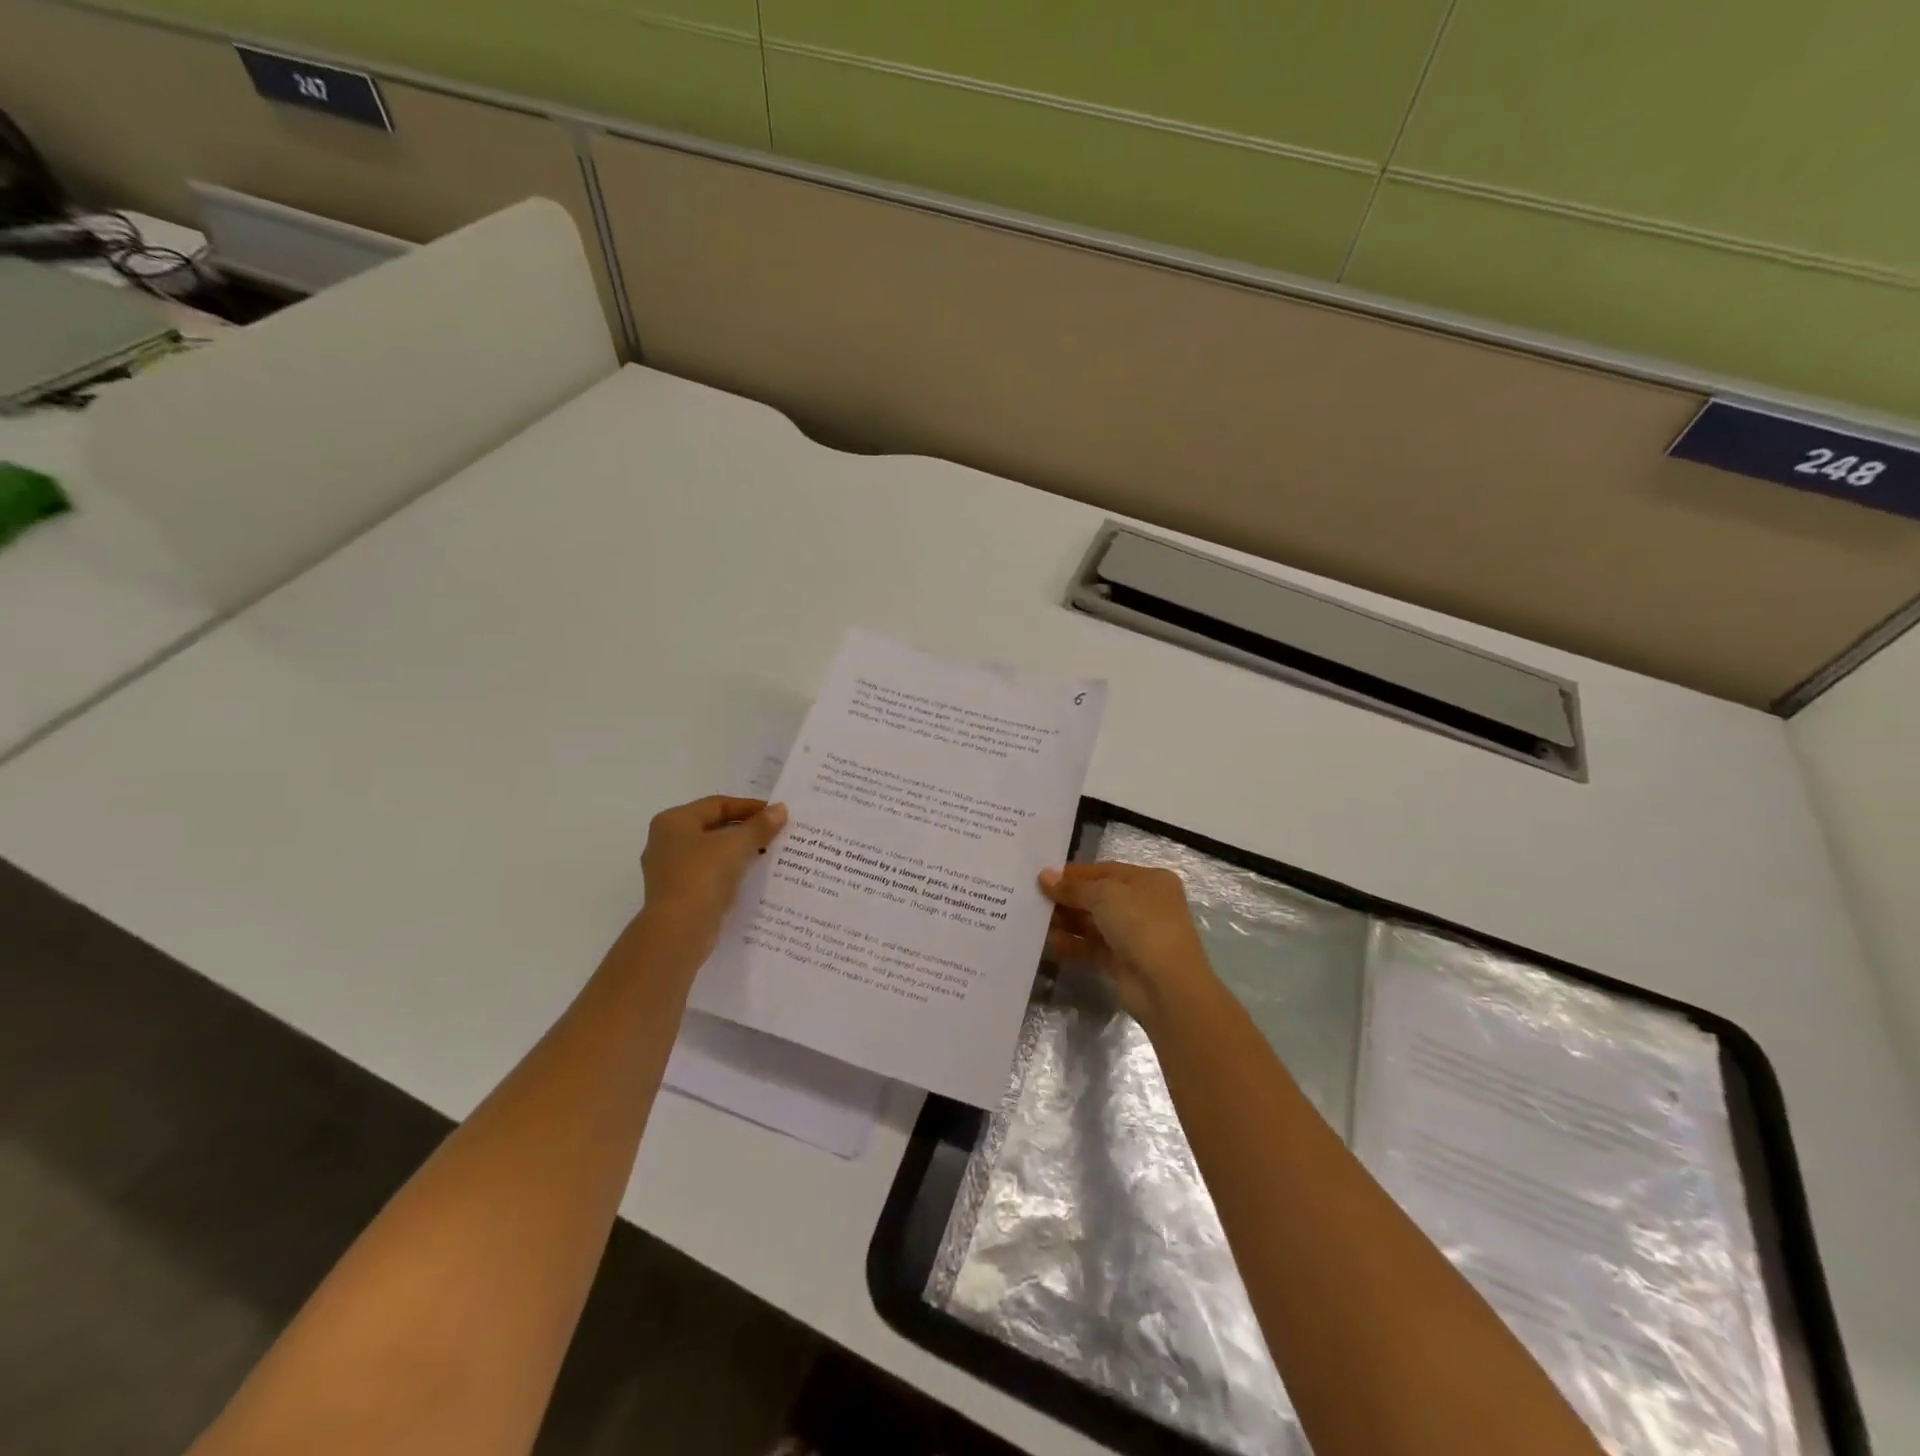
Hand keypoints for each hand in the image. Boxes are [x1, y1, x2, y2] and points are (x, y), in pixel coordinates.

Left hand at [635, 796, 786, 970]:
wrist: (678, 931)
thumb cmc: (703, 876)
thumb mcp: (737, 845)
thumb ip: (760, 825)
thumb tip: (780, 809)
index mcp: (673, 821)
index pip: (718, 804)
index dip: (750, 807)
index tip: (777, 815)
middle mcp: (665, 841)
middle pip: (714, 827)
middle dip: (745, 830)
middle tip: (775, 834)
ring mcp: (669, 870)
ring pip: (712, 853)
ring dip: (739, 852)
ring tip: (769, 854)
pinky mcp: (677, 894)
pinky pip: (709, 875)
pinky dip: (729, 872)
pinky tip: (751, 877)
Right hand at [1038, 862, 1215, 1028]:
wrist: (1166, 985)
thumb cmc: (1140, 923)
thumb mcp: (1104, 895)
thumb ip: (1073, 887)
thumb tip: (1044, 876)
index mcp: (1149, 880)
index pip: (1106, 870)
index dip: (1075, 873)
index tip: (1044, 876)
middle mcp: (1144, 904)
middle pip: (1098, 896)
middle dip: (1068, 897)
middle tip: (1034, 898)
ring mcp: (1134, 935)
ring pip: (1094, 923)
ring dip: (1067, 921)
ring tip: (1035, 918)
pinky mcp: (1123, 962)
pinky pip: (1092, 947)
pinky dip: (1072, 944)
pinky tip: (1050, 942)